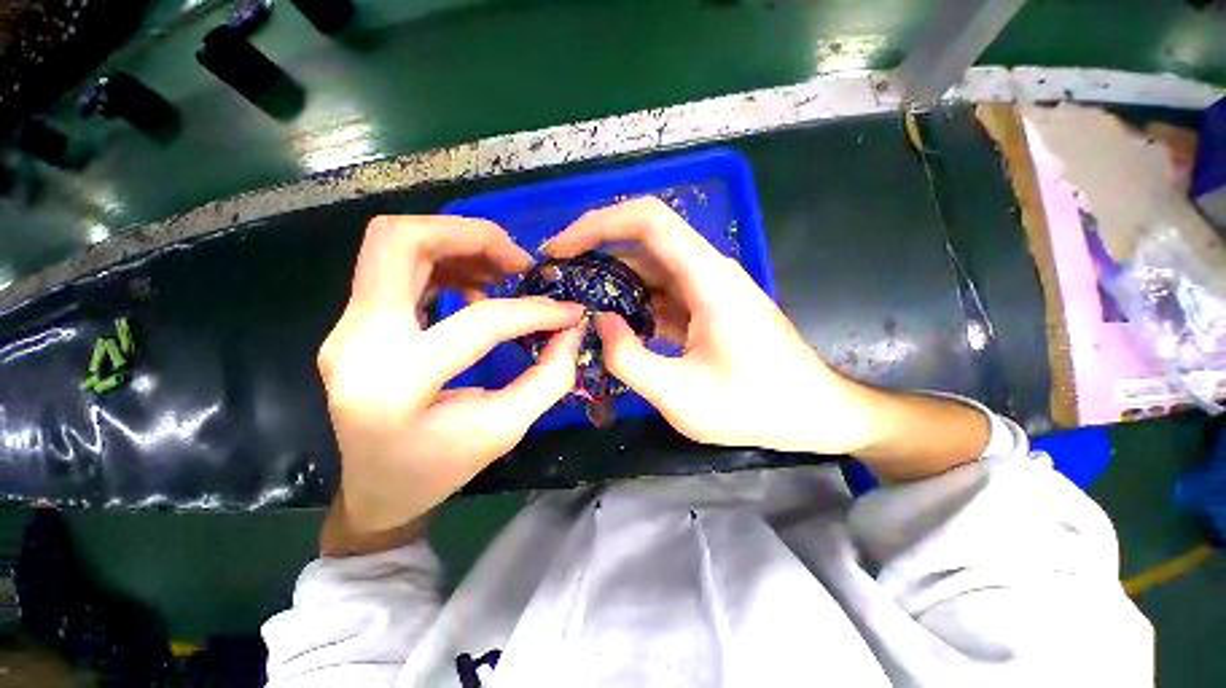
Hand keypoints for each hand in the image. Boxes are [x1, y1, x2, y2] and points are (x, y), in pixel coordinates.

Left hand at [319, 216, 583, 536]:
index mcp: (397, 383)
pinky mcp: (355, 323)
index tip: (568, 310)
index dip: (534, 311)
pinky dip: (443, 262)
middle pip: (400, 241)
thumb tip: (573, 328)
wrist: (376, 488)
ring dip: (457, 244)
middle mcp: (357, 342)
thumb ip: (550, 377)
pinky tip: (474, 289)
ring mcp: (347, 327)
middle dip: (471, 236)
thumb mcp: (506, 430)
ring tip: (501, 273)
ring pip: (394, 244)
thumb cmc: (440, 468)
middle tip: (519, 262)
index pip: (478, 323)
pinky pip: (396, 266)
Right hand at [546, 198, 875, 454]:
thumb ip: (630, 358)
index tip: (561, 248)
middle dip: (597, 251)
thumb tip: (597, 322)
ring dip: (613, 279)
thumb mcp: (682, 396)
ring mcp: (709, 289)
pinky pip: (662, 292)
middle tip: (559, 280)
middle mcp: (708, 272)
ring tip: (577, 303)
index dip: (599, 223)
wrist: (812, 413)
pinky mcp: (708, 307)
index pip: (648, 221)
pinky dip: (634, 301)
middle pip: (645, 240)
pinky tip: (614, 323)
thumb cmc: (755, 407)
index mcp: (707, 279)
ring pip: (651, 267)